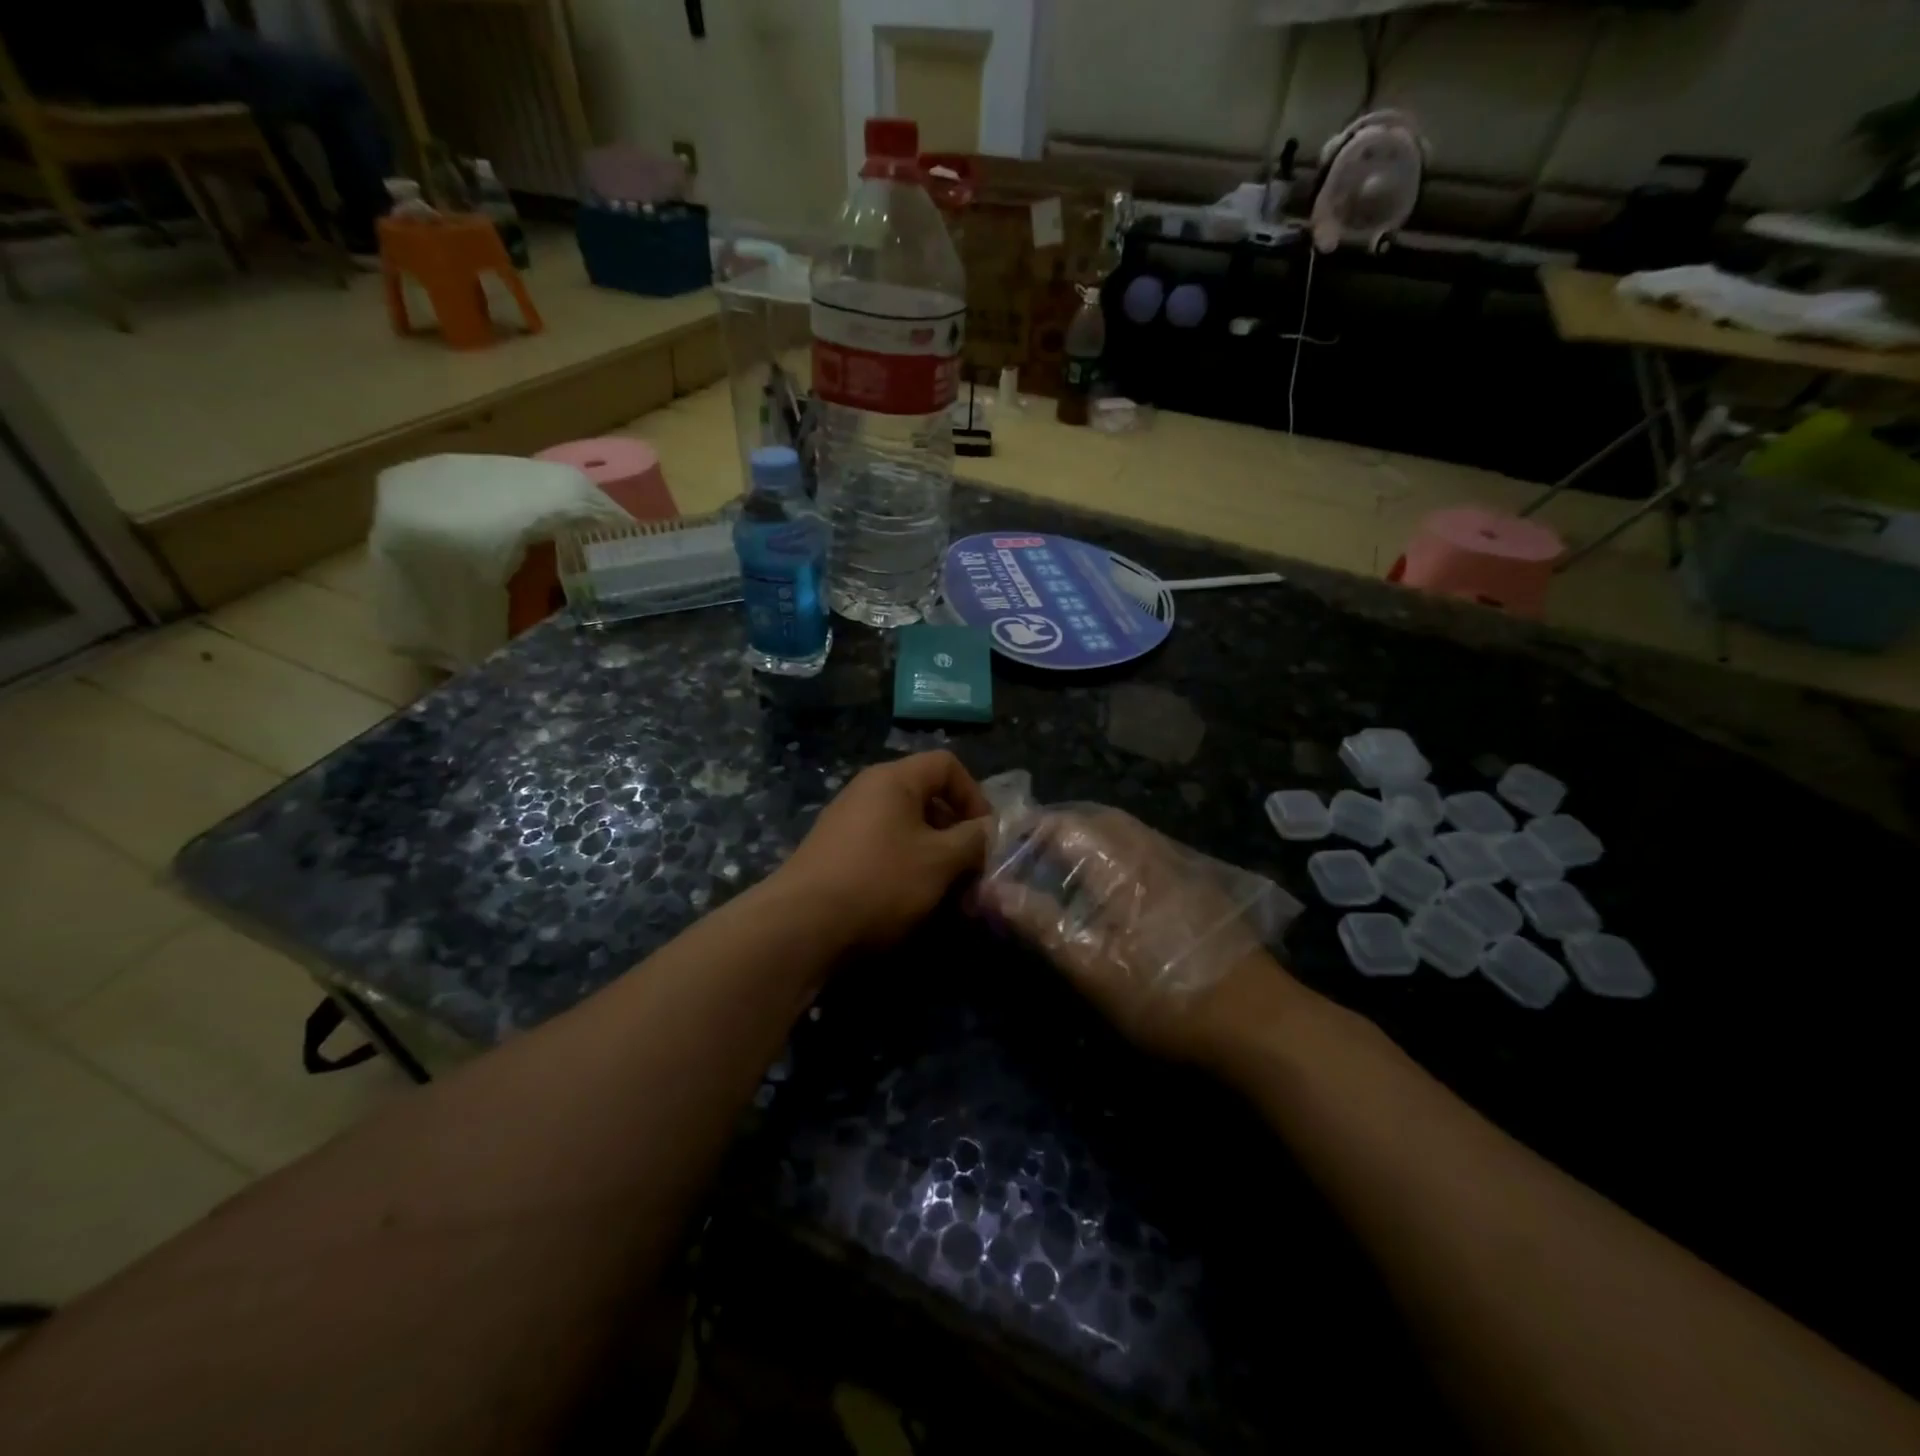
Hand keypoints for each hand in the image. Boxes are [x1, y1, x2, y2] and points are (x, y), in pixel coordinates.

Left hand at [778, 751, 992, 951]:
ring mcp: (847, 821)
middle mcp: (867, 790)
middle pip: (926, 796)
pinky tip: (911, 900)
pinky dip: (905, 866)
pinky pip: (883, 847)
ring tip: (946, 891)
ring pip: (906, 827)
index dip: (974, 794)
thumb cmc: (880, 881)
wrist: (801, 925)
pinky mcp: (834, 852)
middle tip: (970, 869)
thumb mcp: (940, 861)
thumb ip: (973, 839)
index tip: (985, 834)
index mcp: (893, 779)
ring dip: (933, 854)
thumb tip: (989, 830)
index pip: (946, 764)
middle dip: (955, 831)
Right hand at [979, 807, 1301, 1064]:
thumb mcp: (1091, 967)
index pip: (1063, 824)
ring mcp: (1182, 867)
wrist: (1261, 1023)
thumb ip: (1039, 922)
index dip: (1027, 829)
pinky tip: (1113, 891)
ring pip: (1126, 833)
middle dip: (1057, 827)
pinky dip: (1115, 854)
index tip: (998, 846)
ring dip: (1088, 838)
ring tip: (1062, 869)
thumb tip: (990, 888)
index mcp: (1121, 864)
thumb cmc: (1166, 995)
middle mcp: (1152, 852)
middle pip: (1097, 819)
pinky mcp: (1200, 887)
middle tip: (1027, 854)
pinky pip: (1146, 851)